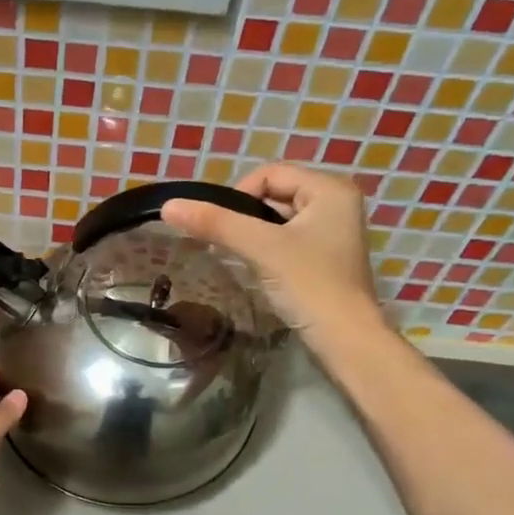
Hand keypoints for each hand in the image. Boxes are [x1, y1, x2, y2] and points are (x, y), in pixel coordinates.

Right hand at [161, 165, 382, 343]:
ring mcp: (333, 232)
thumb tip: (169, 205)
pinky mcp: (326, 258)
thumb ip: (216, 223)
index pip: (269, 174)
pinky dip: (267, 250)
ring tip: (240, 258)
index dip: (237, 195)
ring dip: (254, 235)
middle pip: (274, 195)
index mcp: (330, 188)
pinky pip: (287, 240)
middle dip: (245, 216)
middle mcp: (336, 202)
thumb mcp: (261, 248)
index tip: (222, 228)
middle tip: (227, 244)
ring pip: (278, 220)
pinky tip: (258, 270)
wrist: (345, 340)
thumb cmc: (309, 285)